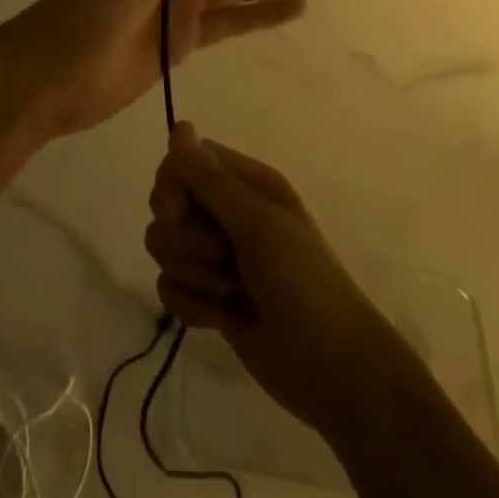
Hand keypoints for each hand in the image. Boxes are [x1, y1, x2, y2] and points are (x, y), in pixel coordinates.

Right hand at [144, 125, 408, 441]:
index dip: (172, 185)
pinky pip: (169, 287)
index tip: (179, 211)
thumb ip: (210, 180)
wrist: (334, 371)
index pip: (185, 161)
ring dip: (192, 274)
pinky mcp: (209, 296)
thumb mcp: (258, 225)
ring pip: (165, 247)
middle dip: (185, 238)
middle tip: (223, 257)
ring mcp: (217, 256)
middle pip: (167, 205)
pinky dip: (190, 305)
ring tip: (231, 292)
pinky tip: (218, 319)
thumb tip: (178, 126)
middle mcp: (229, 213)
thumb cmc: (304, 284)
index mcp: (247, 184)